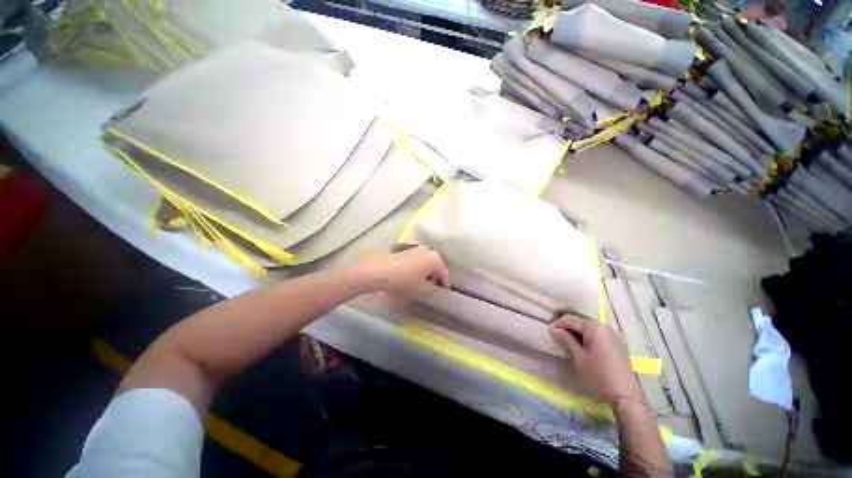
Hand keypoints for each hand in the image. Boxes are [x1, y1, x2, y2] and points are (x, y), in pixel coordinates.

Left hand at [357, 246, 449, 297]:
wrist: (381, 270)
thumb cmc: (404, 281)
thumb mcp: (422, 289)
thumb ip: (435, 290)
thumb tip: (440, 290)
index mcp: (436, 260)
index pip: (444, 274)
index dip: (444, 285)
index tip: (442, 293)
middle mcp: (429, 252)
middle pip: (437, 266)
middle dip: (435, 277)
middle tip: (431, 289)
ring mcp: (418, 249)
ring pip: (427, 263)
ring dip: (427, 272)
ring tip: (421, 283)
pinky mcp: (408, 250)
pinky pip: (419, 260)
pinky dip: (419, 268)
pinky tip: (412, 276)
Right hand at [550, 315, 642, 405]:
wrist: (624, 395)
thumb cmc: (598, 374)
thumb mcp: (578, 356)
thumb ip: (566, 339)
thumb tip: (553, 329)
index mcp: (595, 328)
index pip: (572, 319)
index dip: (559, 324)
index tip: (549, 331)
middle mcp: (606, 328)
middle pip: (582, 322)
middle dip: (569, 328)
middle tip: (558, 336)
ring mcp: (614, 336)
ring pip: (590, 329)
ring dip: (578, 333)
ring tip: (568, 342)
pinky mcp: (618, 345)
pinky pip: (599, 336)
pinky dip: (588, 338)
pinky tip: (583, 347)